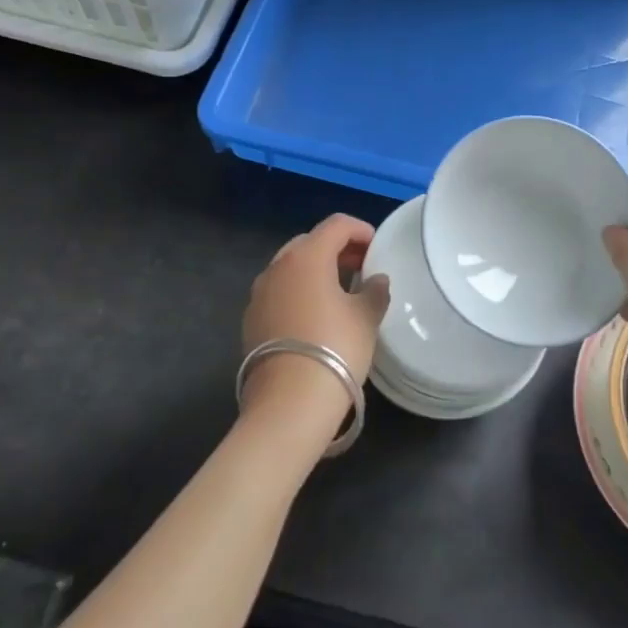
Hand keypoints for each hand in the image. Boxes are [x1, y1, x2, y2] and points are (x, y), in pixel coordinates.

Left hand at [240, 214, 389, 444]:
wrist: (289, 403)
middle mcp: (277, 267)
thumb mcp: (366, 318)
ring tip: (339, 291)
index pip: (336, 225)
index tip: (377, 247)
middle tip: (360, 266)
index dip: (360, 230)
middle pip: (309, 242)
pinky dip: (298, 292)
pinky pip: (278, 293)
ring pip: (290, 268)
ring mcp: (259, 294)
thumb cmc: (335, 348)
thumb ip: (374, 291)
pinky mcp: (250, 320)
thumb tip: (376, 280)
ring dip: (315, 271)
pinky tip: (314, 316)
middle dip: (336, 249)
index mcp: (307, 256)